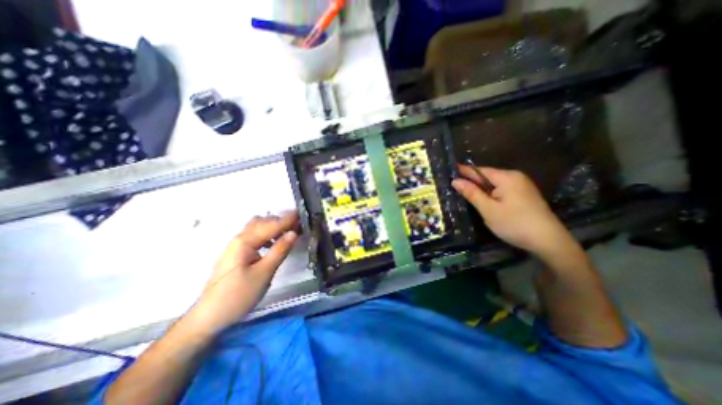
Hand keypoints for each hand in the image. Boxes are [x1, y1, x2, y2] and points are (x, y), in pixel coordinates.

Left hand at [189, 212, 298, 334]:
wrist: (209, 316)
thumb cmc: (238, 295)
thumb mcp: (264, 273)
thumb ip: (279, 250)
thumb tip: (293, 233)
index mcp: (245, 242)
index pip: (271, 225)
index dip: (287, 219)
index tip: (302, 213)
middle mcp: (239, 239)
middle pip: (262, 222)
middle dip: (281, 221)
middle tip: (298, 226)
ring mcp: (236, 246)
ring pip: (257, 228)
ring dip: (274, 227)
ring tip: (289, 234)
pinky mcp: (236, 254)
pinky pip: (255, 237)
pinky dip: (267, 235)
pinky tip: (274, 244)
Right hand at [453, 164, 578, 258]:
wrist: (549, 241)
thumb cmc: (514, 223)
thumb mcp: (488, 209)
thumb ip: (471, 193)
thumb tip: (455, 181)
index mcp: (506, 177)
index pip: (479, 170)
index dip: (463, 171)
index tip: (448, 170)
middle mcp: (515, 177)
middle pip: (487, 176)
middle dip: (471, 181)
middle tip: (452, 185)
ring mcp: (521, 186)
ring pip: (493, 184)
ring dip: (480, 189)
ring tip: (463, 192)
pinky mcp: (524, 195)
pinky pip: (501, 190)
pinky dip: (489, 194)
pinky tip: (482, 200)